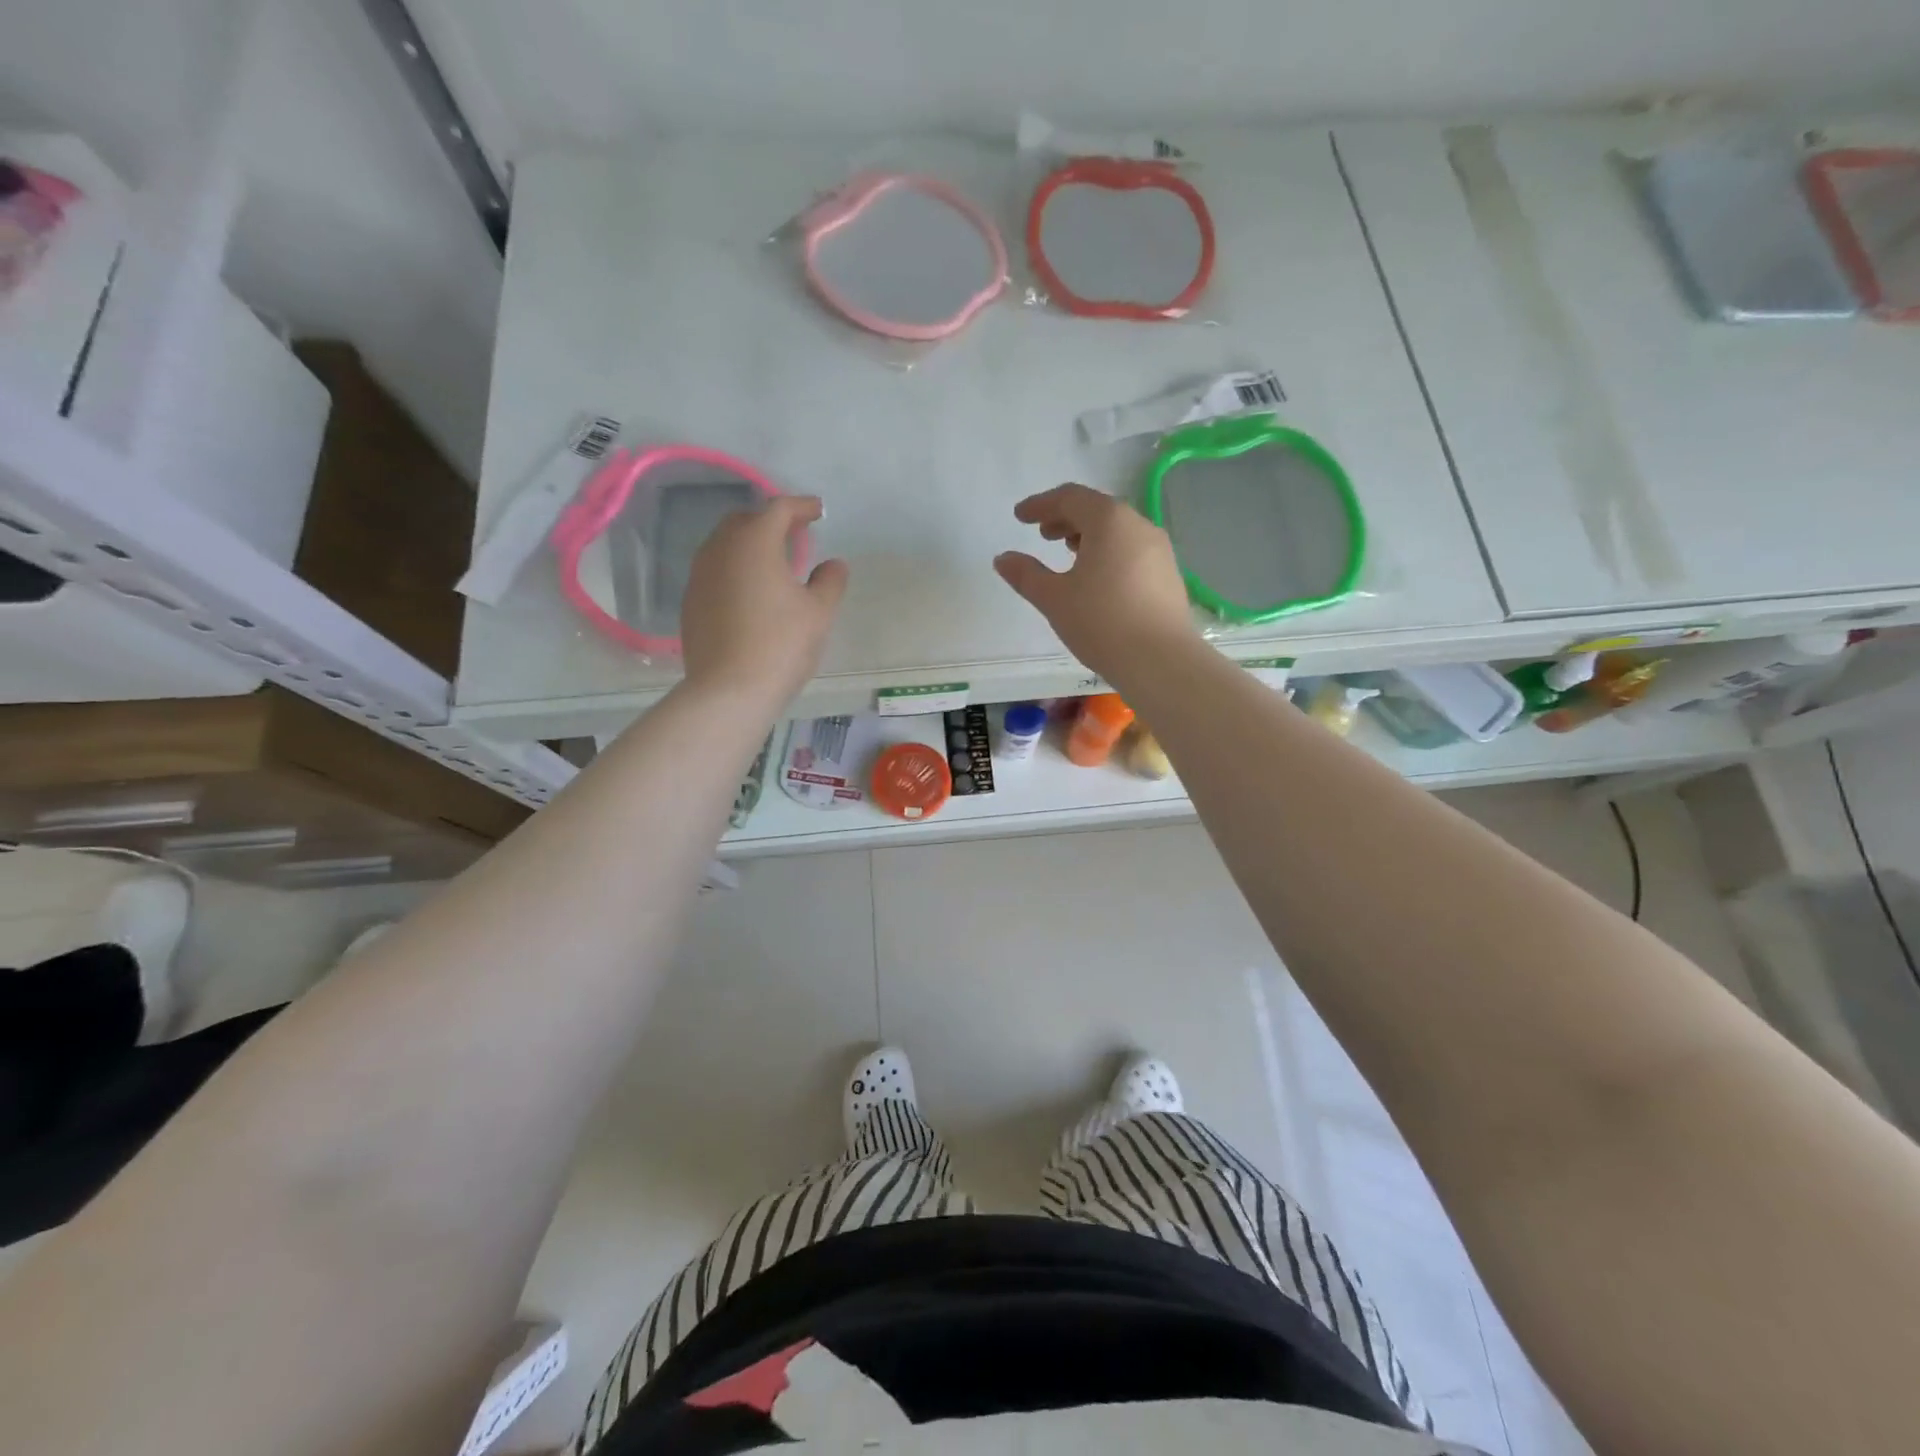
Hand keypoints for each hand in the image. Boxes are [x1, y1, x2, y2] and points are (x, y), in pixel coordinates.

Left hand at [681, 496, 848, 707]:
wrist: (729, 690)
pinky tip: (750, 591)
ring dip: (749, 544)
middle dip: (770, 520)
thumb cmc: (781, 645)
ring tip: (772, 561)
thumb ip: (829, 581)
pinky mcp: (691, 602)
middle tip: (795, 533)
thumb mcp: (819, 613)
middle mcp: (720, 550)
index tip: (818, 510)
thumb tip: (833, 564)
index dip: (800, 506)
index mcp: (754, 543)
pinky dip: (734, 569)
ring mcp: (700, 576)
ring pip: (724, 545)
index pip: (778, 509)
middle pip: (745, 521)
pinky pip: (715, 571)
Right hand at [995, 484, 1197, 679]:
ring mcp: (1159, 550)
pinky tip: (1098, 579)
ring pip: (1118, 531)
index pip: (1070, 497)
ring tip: (1068, 554)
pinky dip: (1109, 553)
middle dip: (1066, 518)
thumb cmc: (1101, 622)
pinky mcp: (1169, 575)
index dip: (1041, 505)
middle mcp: (1139, 525)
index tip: (1020, 516)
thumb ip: (1026, 574)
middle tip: (1043, 534)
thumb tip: (1003, 558)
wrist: (1160, 661)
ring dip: (1089, 536)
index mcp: (1109, 520)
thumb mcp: (1054, 598)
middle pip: (1097, 510)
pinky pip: (1132, 551)